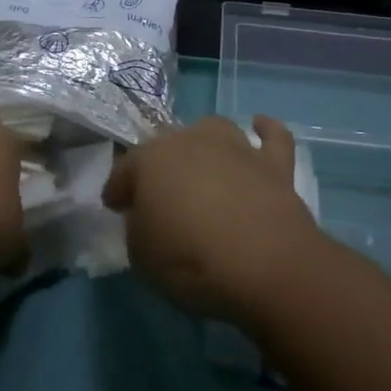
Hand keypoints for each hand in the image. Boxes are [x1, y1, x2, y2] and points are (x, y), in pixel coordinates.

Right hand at [103, 115, 323, 326]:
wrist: (265, 264)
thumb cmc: (191, 260)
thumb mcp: (141, 255)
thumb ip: (139, 228)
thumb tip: (148, 218)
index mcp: (151, 160)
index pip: (125, 170)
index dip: (118, 189)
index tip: (116, 207)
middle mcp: (191, 142)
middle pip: (168, 146)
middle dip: (160, 167)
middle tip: (160, 196)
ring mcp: (235, 148)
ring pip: (213, 130)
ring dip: (204, 144)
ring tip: (202, 167)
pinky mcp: (274, 165)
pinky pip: (272, 137)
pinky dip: (266, 130)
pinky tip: (259, 126)